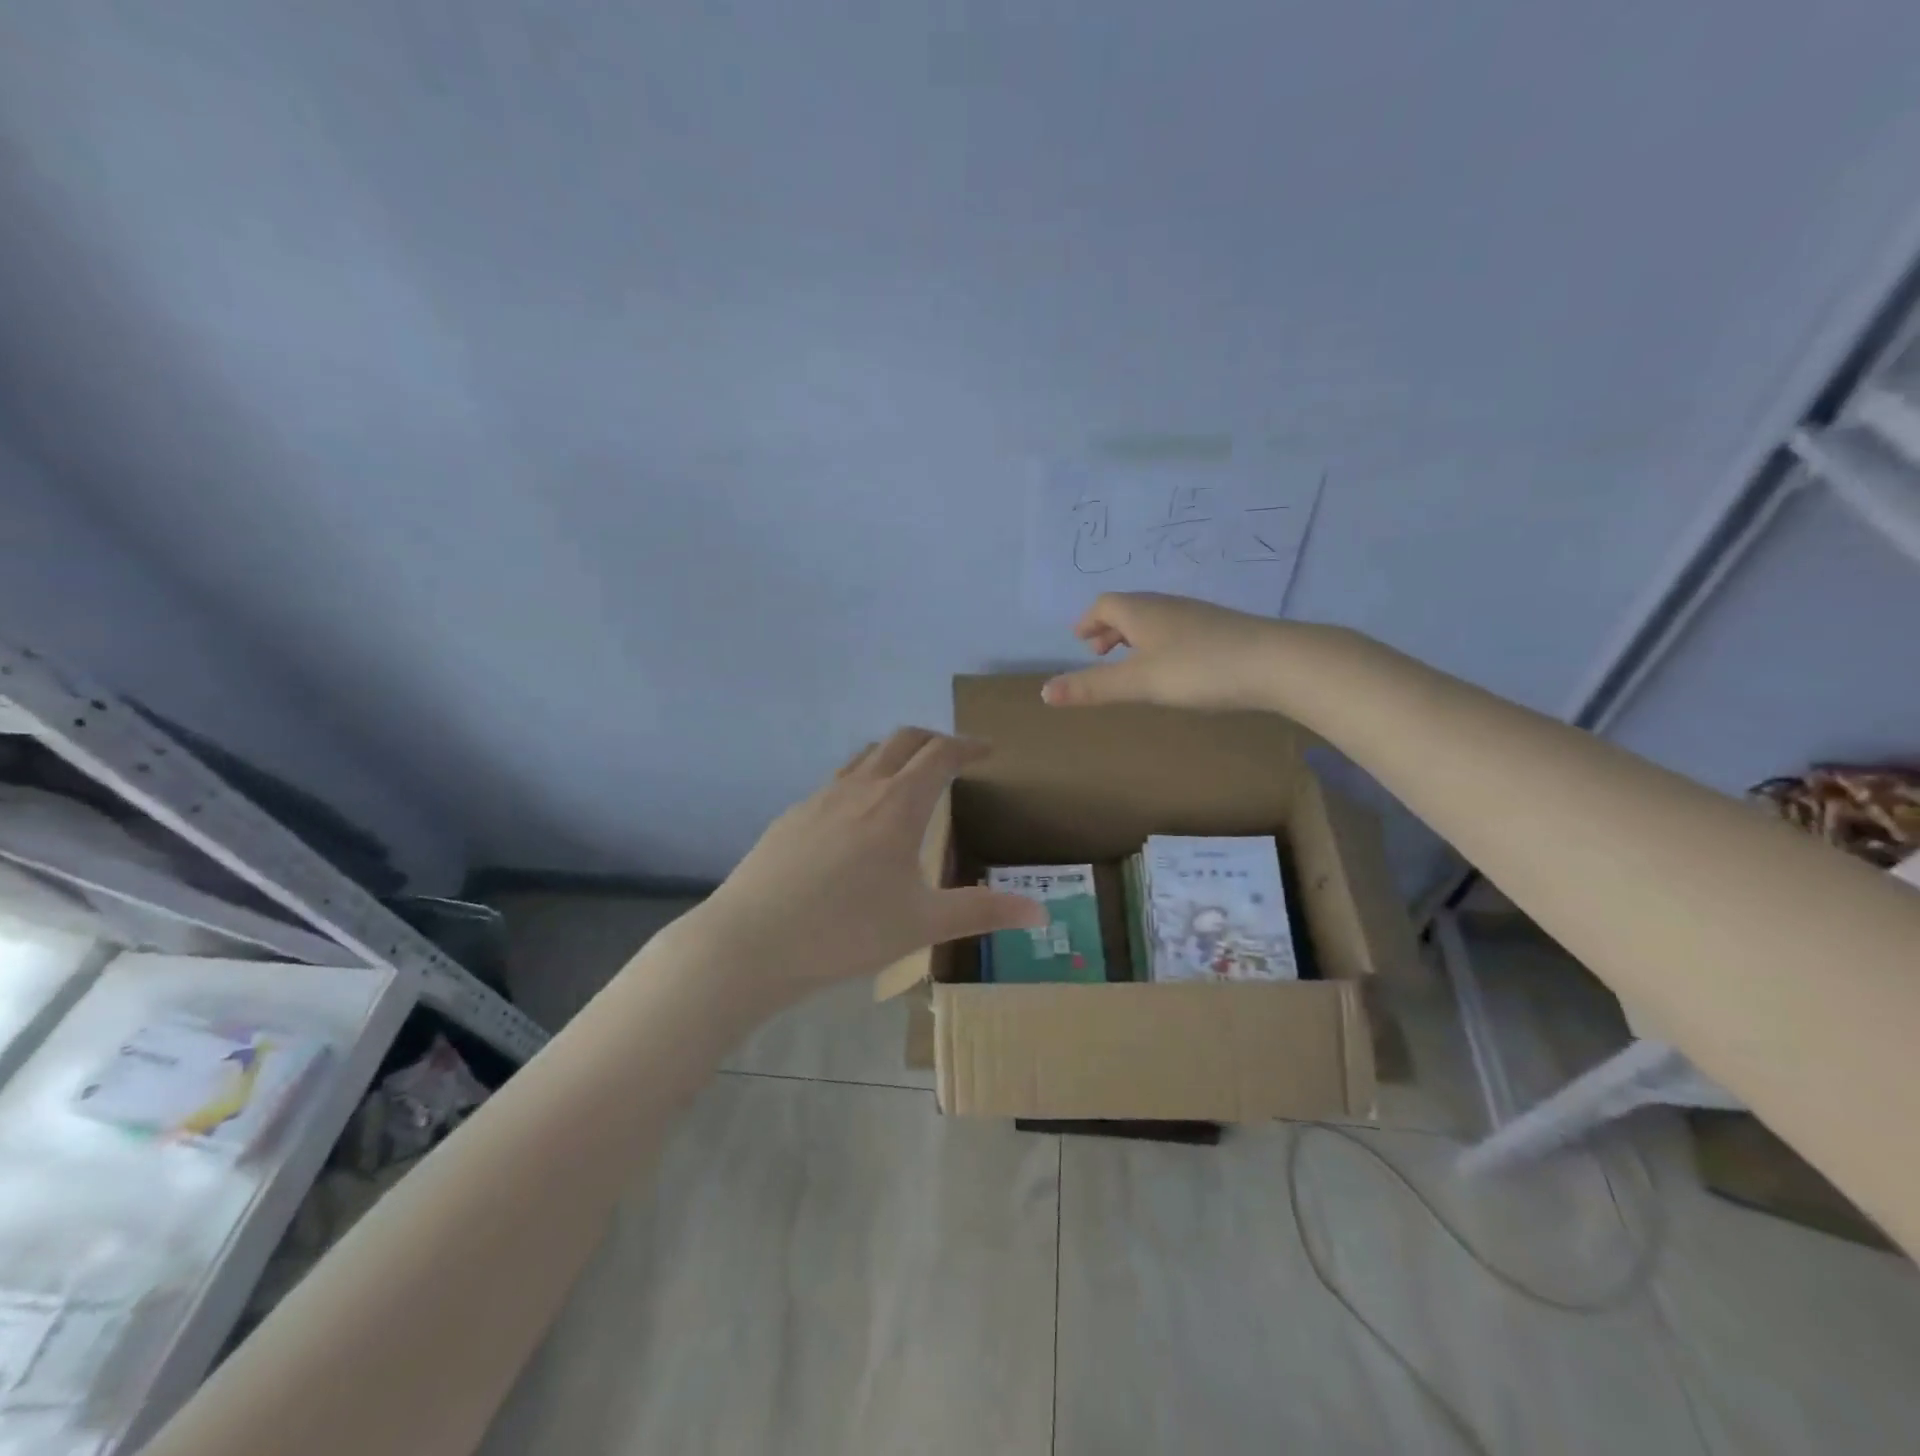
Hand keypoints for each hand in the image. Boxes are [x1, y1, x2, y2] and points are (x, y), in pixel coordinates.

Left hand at [700, 728, 1047, 1006]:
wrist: (750, 942)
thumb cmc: (846, 931)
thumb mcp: (922, 924)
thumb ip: (983, 912)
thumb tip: (1041, 910)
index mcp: (897, 805)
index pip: (941, 754)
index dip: (969, 746)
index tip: (988, 750)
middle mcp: (860, 788)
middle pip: (903, 740)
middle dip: (934, 741)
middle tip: (954, 759)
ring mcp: (820, 798)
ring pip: (866, 756)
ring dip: (895, 756)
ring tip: (909, 781)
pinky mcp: (792, 815)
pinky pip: (838, 782)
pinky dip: (863, 781)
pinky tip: (858, 822)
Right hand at [1041, 592, 1282, 711]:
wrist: (1277, 662)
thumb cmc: (1199, 669)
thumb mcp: (1139, 682)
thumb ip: (1092, 687)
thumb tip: (1043, 692)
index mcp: (1142, 611)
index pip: (1105, 605)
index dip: (1088, 621)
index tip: (1079, 641)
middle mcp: (1167, 606)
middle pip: (1129, 608)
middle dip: (1108, 629)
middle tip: (1097, 652)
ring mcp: (1197, 616)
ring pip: (1154, 619)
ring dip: (1134, 636)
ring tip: (1129, 661)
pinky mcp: (1220, 630)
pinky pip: (1176, 629)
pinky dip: (1159, 642)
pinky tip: (1172, 667)